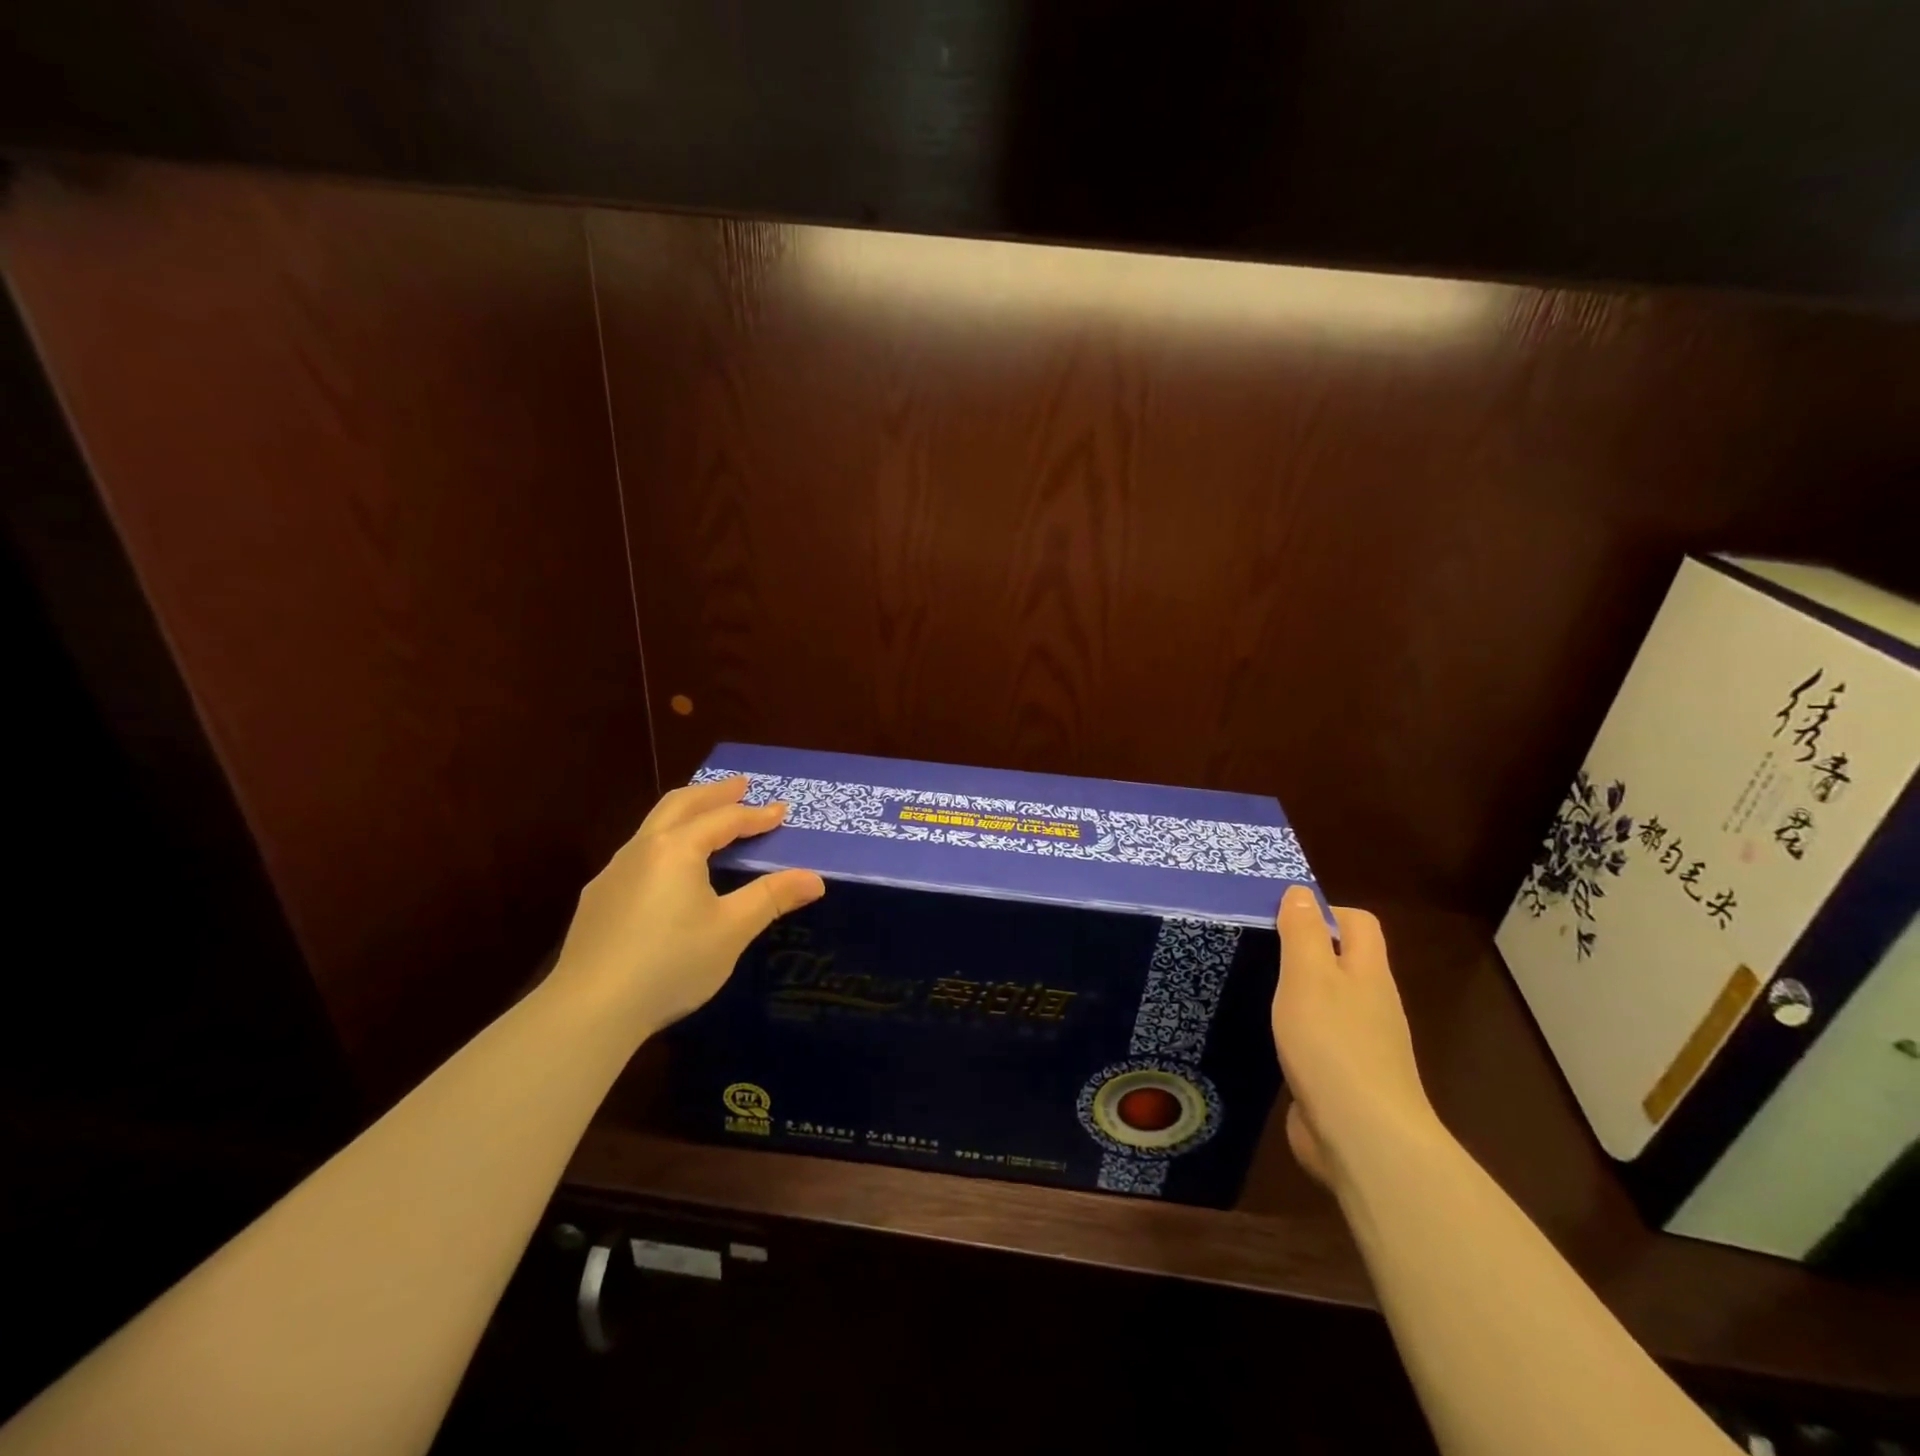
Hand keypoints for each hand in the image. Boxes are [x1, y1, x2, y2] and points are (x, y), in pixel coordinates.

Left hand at [547, 776, 825, 1040]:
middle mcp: (642, 849)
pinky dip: (664, 841)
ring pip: (654, 826)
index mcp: (678, 849)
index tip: (781, 810)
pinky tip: (668, 868)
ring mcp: (613, 873)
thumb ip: (772, 898)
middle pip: (681, 804)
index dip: (756, 815)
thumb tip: (815, 878)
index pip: (725, 820)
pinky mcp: (598, 899)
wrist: (591, 1009)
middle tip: (740, 785)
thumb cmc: (671, 963)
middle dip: (713, 793)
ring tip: (706, 816)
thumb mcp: (732, 930)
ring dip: (686, 812)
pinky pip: (638, 853)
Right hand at [1271, 888, 1441, 1188]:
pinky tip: (1270, 1040)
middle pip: (1346, 961)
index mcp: (1367, 973)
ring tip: (1256, 991)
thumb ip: (1303, 932)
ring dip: (1300, 994)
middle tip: (1258, 952)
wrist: (1363, 1138)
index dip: (1324, 911)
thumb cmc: (1332, 1044)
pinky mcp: (1346, 1080)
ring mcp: (1363, 1045)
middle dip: (1306, 951)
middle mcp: (1372, 1004)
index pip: (1358, 922)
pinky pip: (1322, 1041)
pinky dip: (1298, 1033)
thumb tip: (1300, 892)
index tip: (1279, 919)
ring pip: (1332, 1002)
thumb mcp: (1308, 976)